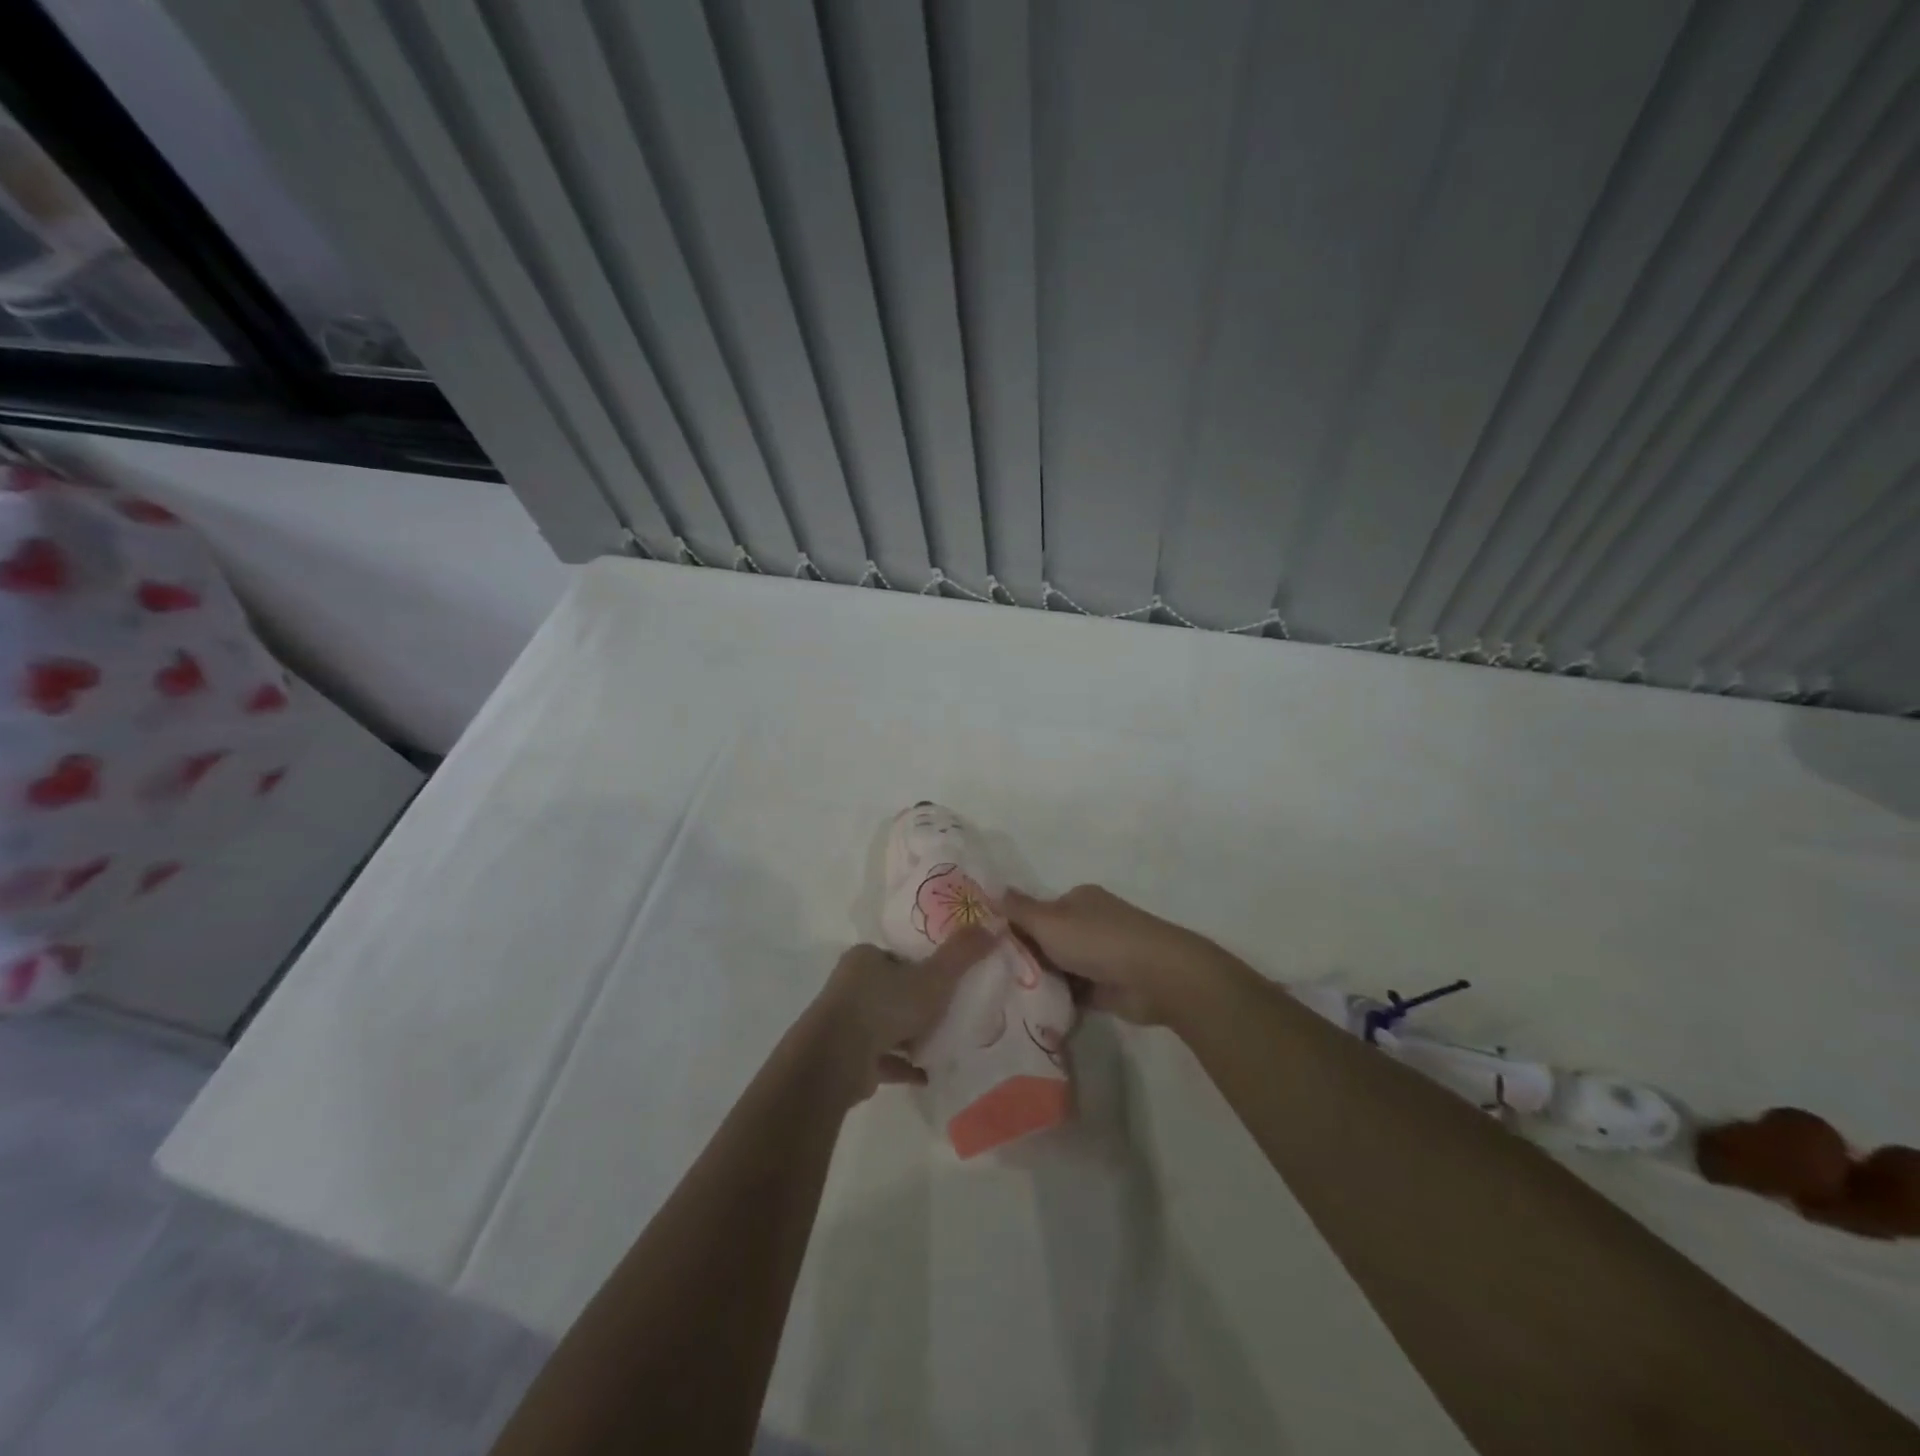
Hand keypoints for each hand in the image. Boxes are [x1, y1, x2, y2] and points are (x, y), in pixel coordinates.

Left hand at [806, 927, 995, 1101]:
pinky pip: (880, 1058)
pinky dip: (902, 1065)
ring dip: (909, 1036)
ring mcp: (844, 1022)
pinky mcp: (845, 1057)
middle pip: (891, 990)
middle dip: (916, 1004)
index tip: (946, 983)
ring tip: (940, 1044)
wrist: (837, 1059)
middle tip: (947, 1014)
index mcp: (866, 958)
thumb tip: (994, 925)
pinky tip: (926, 1074)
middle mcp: (850, 985)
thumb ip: (963, 954)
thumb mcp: (934, 977)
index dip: (923, 967)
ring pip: (884, 1025)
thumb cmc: (885, 1006)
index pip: (899, 957)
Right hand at [999, 884, 1237, 1026]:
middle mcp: (1090, 923)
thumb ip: (1020, 910)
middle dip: (1027, 958)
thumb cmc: (1098, 940)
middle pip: (1049, 940)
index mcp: (1078, 900)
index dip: (1015, 927)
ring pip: (1061, 968)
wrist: (1155, 977)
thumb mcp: (1050, 921)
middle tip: (994, 977)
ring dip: (1043, 982)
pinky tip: (1033, 1013)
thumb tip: (994, 890)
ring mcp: (1102, 956)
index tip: (989, 948)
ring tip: (1007, 999)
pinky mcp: (1109, 987)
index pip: (1038, 911)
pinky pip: (1076, 993)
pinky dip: (1060, 1000)